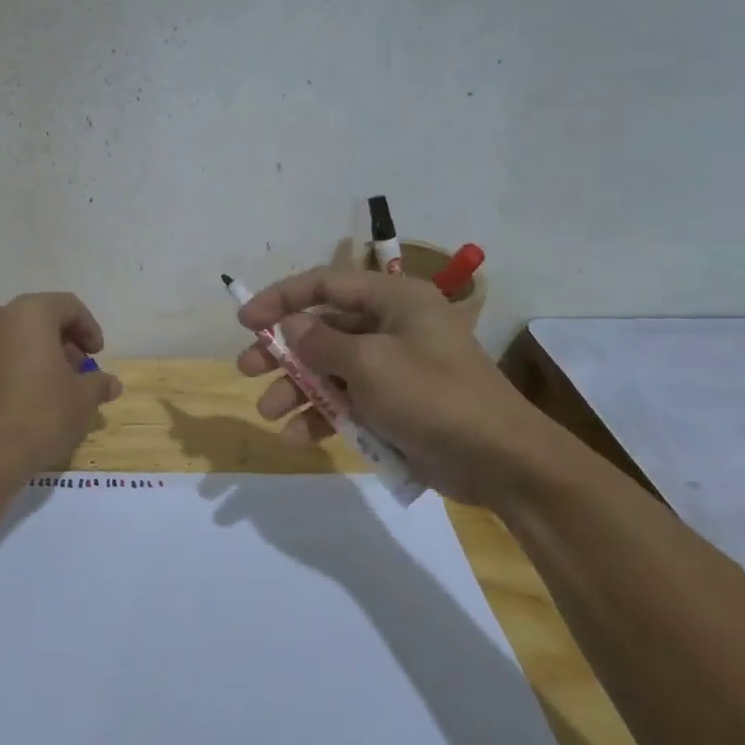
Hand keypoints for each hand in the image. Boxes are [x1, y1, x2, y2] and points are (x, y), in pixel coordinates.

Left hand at [0, 292, 123, 472]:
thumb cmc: (40, 415)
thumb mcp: (82, 400)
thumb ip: (98, 384)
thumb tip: (111, 384)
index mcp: (29, 314)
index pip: (68, 306)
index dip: (89, 329)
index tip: (98, 356)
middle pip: (41, 320)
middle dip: (66, 344)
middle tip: (81, 373)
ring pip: (18, 338)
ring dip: (42, 356)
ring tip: (59, 388)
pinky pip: (0, 357)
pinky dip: (20, 367)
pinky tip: (33, 398)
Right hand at [234, 268, 565, 509]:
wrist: (499, 460)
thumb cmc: (433, 396)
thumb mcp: (370, 365)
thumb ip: (321, 343)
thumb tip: (291, 326)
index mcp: (394, 299)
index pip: (326, 284)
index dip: (281, 299)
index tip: (245, 321)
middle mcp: (392, 326)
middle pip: (323, 328)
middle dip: (283, 350)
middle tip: (247, 369)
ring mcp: (394, 367)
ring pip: (331, 368)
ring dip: (298, 389)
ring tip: (269, 411)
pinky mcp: (395, 404)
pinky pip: (349, 401)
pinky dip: (323, 415)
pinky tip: (298, 437)